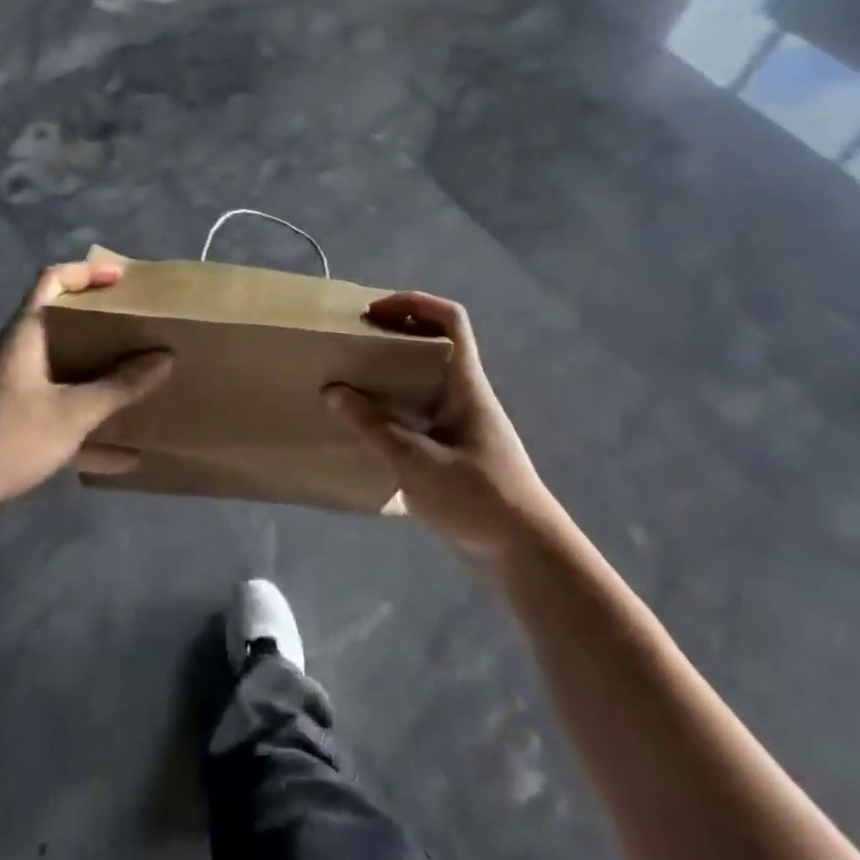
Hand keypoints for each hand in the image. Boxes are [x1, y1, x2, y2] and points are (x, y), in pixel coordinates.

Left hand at [0, 262, 171, 522]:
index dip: (87, 272)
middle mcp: (19, 355)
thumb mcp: (72, 412)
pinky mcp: (15, 426)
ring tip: (137, 380)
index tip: (122, 279)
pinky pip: (61, 416)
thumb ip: (120, 387)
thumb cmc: (8, 436)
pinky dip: (89, 429)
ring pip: (64, 371)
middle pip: (63, 324)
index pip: (52, 280)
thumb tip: (165, 358)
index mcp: (26, 335)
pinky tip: (125, 455)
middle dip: (102, 325)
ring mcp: (15, 391)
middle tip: (138, 328)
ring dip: (99, 376)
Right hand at [324, 292, 555, 559]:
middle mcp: (465, 395)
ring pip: (424, 381)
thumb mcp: (418, 462)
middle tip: (352, 347)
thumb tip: (332, 390)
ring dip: (390, 376)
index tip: (372, 314)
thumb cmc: (480, 499)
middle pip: (432, 345)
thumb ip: (374, 427)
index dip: (413, 303)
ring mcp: (461, 424)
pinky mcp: (455, 451)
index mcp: (466, 383)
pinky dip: (393, 410)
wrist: (527, 556)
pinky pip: (420, 414)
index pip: (450, 319)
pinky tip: (368, 431)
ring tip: (350, 385)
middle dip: (391, 337)